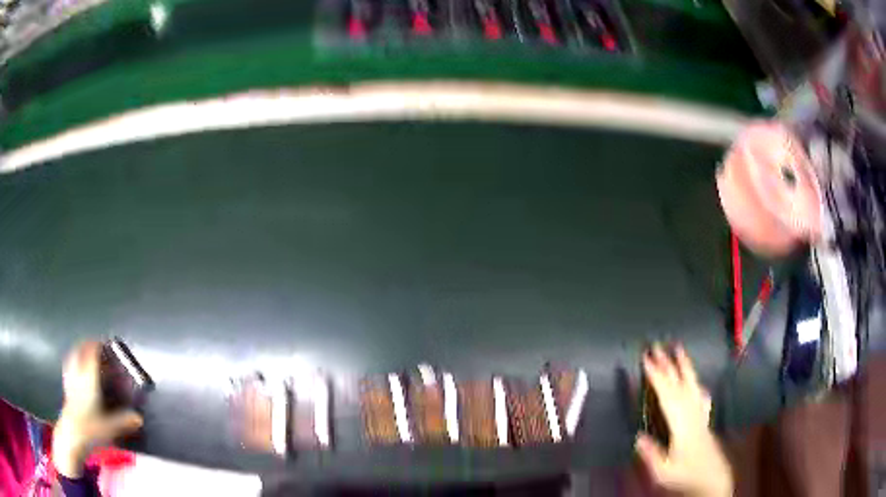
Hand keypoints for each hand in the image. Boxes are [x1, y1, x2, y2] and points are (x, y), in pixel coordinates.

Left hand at [52, 341, 142, 477]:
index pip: (91, 352)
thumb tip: (139, 418)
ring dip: (79, 351)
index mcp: (88, 377)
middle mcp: (78, 374)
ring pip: (73, 356)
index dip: (98, 345)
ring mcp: (70, 379)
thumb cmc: (90, 427)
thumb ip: (124, 421)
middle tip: (96, 346)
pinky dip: (73, 362)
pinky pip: (69, 366)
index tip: (105, 343)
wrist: (72, 434)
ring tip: (85, 352)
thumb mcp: (110, 426)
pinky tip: (76, 368)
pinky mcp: (66, 387)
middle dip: (87, 345)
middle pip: (80, 350)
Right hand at [635, 344, 732, 496]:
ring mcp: (700, 414)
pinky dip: (698, 386)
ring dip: (684, 367)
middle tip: (658, 346)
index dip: (657, 376)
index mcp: (682, 424)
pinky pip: (701, 396)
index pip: (667, 395)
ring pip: (692, 385)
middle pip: (680, 385)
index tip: (647, 359)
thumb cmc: (687, 474)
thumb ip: (651, 454)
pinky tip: (698, 384)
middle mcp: (692, 413)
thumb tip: (638, 437)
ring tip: (680, 350)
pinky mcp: (704, 420)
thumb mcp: (664, 471)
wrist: (712, 478)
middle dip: (668, 365)